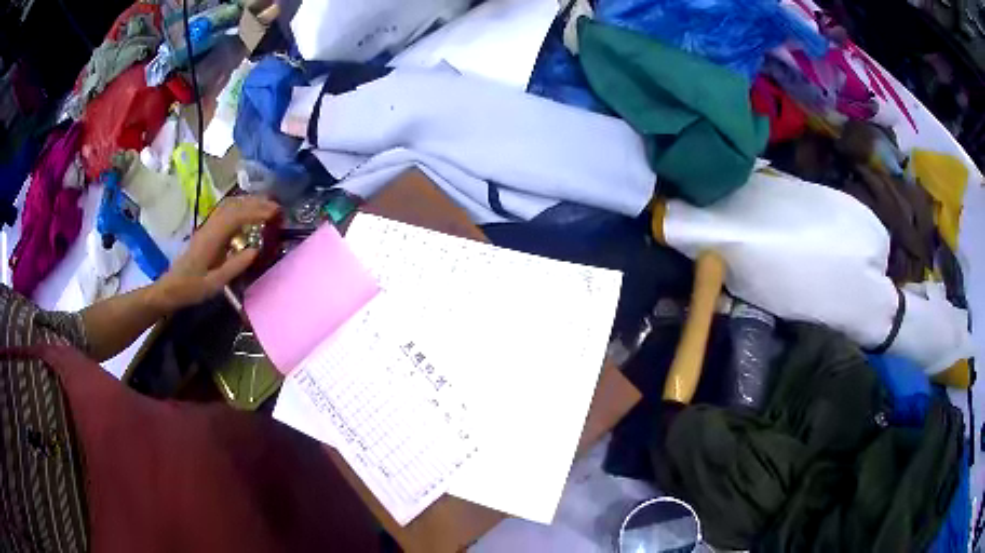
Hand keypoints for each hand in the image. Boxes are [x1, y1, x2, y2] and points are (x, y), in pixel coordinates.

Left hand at [154, 195, 278, 310]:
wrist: (172, 288)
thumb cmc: (193, 288)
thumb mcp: (215, 283)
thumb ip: (235, 266)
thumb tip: (256, 250)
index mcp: (212, 238)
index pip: (236, 216)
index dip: (256, 212)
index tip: (274, 214)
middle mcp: (210, 227)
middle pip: (234, 205)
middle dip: (256, 203)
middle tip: (276, 208)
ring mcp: (207, 227)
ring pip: (229, 205)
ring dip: (248, 202)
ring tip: (266, 207)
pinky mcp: (207, 230)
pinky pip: (225, 211)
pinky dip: (240, 207)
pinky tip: (248, 214)